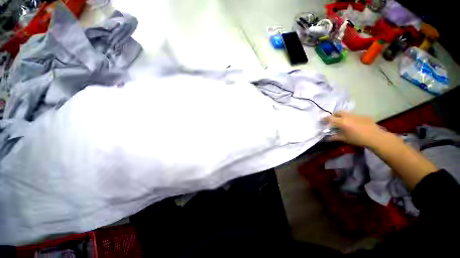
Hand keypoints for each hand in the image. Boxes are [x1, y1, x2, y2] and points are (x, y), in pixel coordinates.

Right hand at [323, 111, 387, 147]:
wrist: (375, 137)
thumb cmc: (357, 139)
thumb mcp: (344, 139)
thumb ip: (335, 137)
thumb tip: (327, 138)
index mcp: (341, 122)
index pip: (330, 118)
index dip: (325, 118)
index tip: (322, 120)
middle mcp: (348, 116)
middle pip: (338, 112)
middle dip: (334, 115)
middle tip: (334, 121)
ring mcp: (356, 115)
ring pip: (347, 113)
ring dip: (343, 116)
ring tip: (345, 122)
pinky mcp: (363, 116)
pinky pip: (355, 116)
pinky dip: (352, 119)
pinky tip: (355, 124)